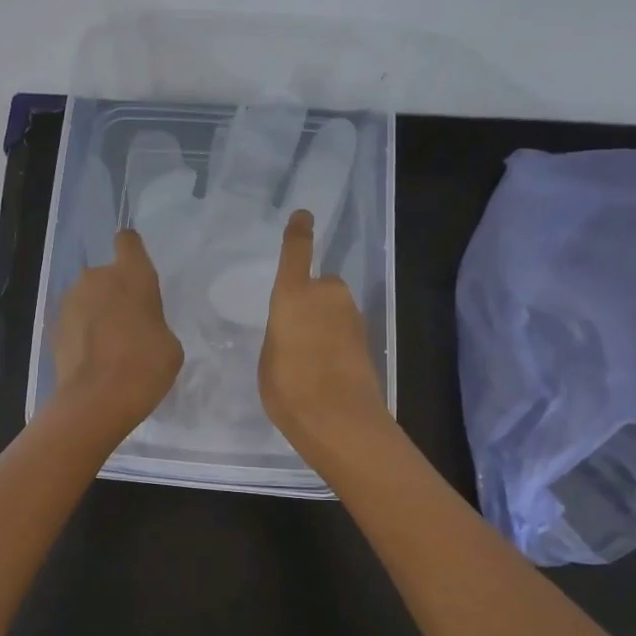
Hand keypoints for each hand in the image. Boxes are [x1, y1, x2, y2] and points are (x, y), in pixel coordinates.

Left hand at [51, 228, 183, 437]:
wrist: (96, 400)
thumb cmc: (145, 366)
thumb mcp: (169, 344)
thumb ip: (153, 323)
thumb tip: (139, 327)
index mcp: (132, 275)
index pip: (128, 242)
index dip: (132, 251)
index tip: (136, 269)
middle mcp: (96, 278)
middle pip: (106, 275)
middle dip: (115, 293)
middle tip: (129, 325)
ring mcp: (70, 302)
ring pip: (88, 298)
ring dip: (97, 313)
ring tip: (109, 347)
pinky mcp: (54, 327)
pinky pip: (75, 322)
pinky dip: (82, 334)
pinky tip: (93, 360)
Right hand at [259, 210, 391, 465]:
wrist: (339, 419)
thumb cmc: (288, 387)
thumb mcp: (269, 357)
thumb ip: (280, 334)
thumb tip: (294, 330)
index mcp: (293, 295)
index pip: (296, 253)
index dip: (299, 233)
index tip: (303, 215)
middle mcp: (326, 296)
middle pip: (320, 285)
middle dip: (312, 298)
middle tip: (295, 331)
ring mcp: (351, 317)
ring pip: (335, 307)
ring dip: (325, 321)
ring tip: (307, 355)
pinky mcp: (367, 339)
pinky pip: (344, 328)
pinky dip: (336, 339)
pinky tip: (325, 367)